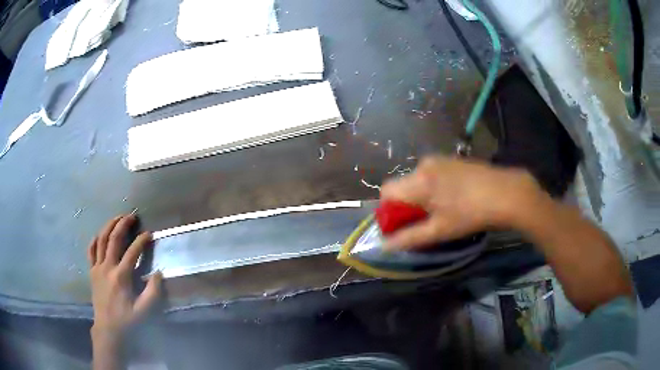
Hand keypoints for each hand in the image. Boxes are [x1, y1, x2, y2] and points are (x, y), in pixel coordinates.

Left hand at [88, 215, 161, 338]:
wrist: (108, 328)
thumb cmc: (127, 320)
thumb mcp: (143, 310)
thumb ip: (153, 292)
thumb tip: (159, 273)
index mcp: (121, 276)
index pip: (132, 252)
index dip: (141, 241)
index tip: (149, 233)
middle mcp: (107, 267)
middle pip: (114, 239)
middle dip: (123, 224)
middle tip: (132, 216)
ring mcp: (97, 267)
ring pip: (101, 240)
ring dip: (109, 226)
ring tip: (117, 218)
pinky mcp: (92, 271)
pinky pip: (91, 250)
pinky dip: (95, 240)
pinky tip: (100, 235)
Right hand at [380, 156, 543, 249]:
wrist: (508, 193)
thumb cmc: (471, 214)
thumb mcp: (440, 230)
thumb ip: (409, 238)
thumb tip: (384, 246)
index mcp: (418, 180)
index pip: (386, 191)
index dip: (390, 211)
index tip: (405, 225)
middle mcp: (424, 164)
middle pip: (403, 186)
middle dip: (408, 205)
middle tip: (427, 221)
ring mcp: (440, 159)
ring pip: (418, 180)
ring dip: (422, 197)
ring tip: (444, 211)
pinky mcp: (453, 159)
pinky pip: (433, 174)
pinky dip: (435, 188)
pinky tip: (455, 198)